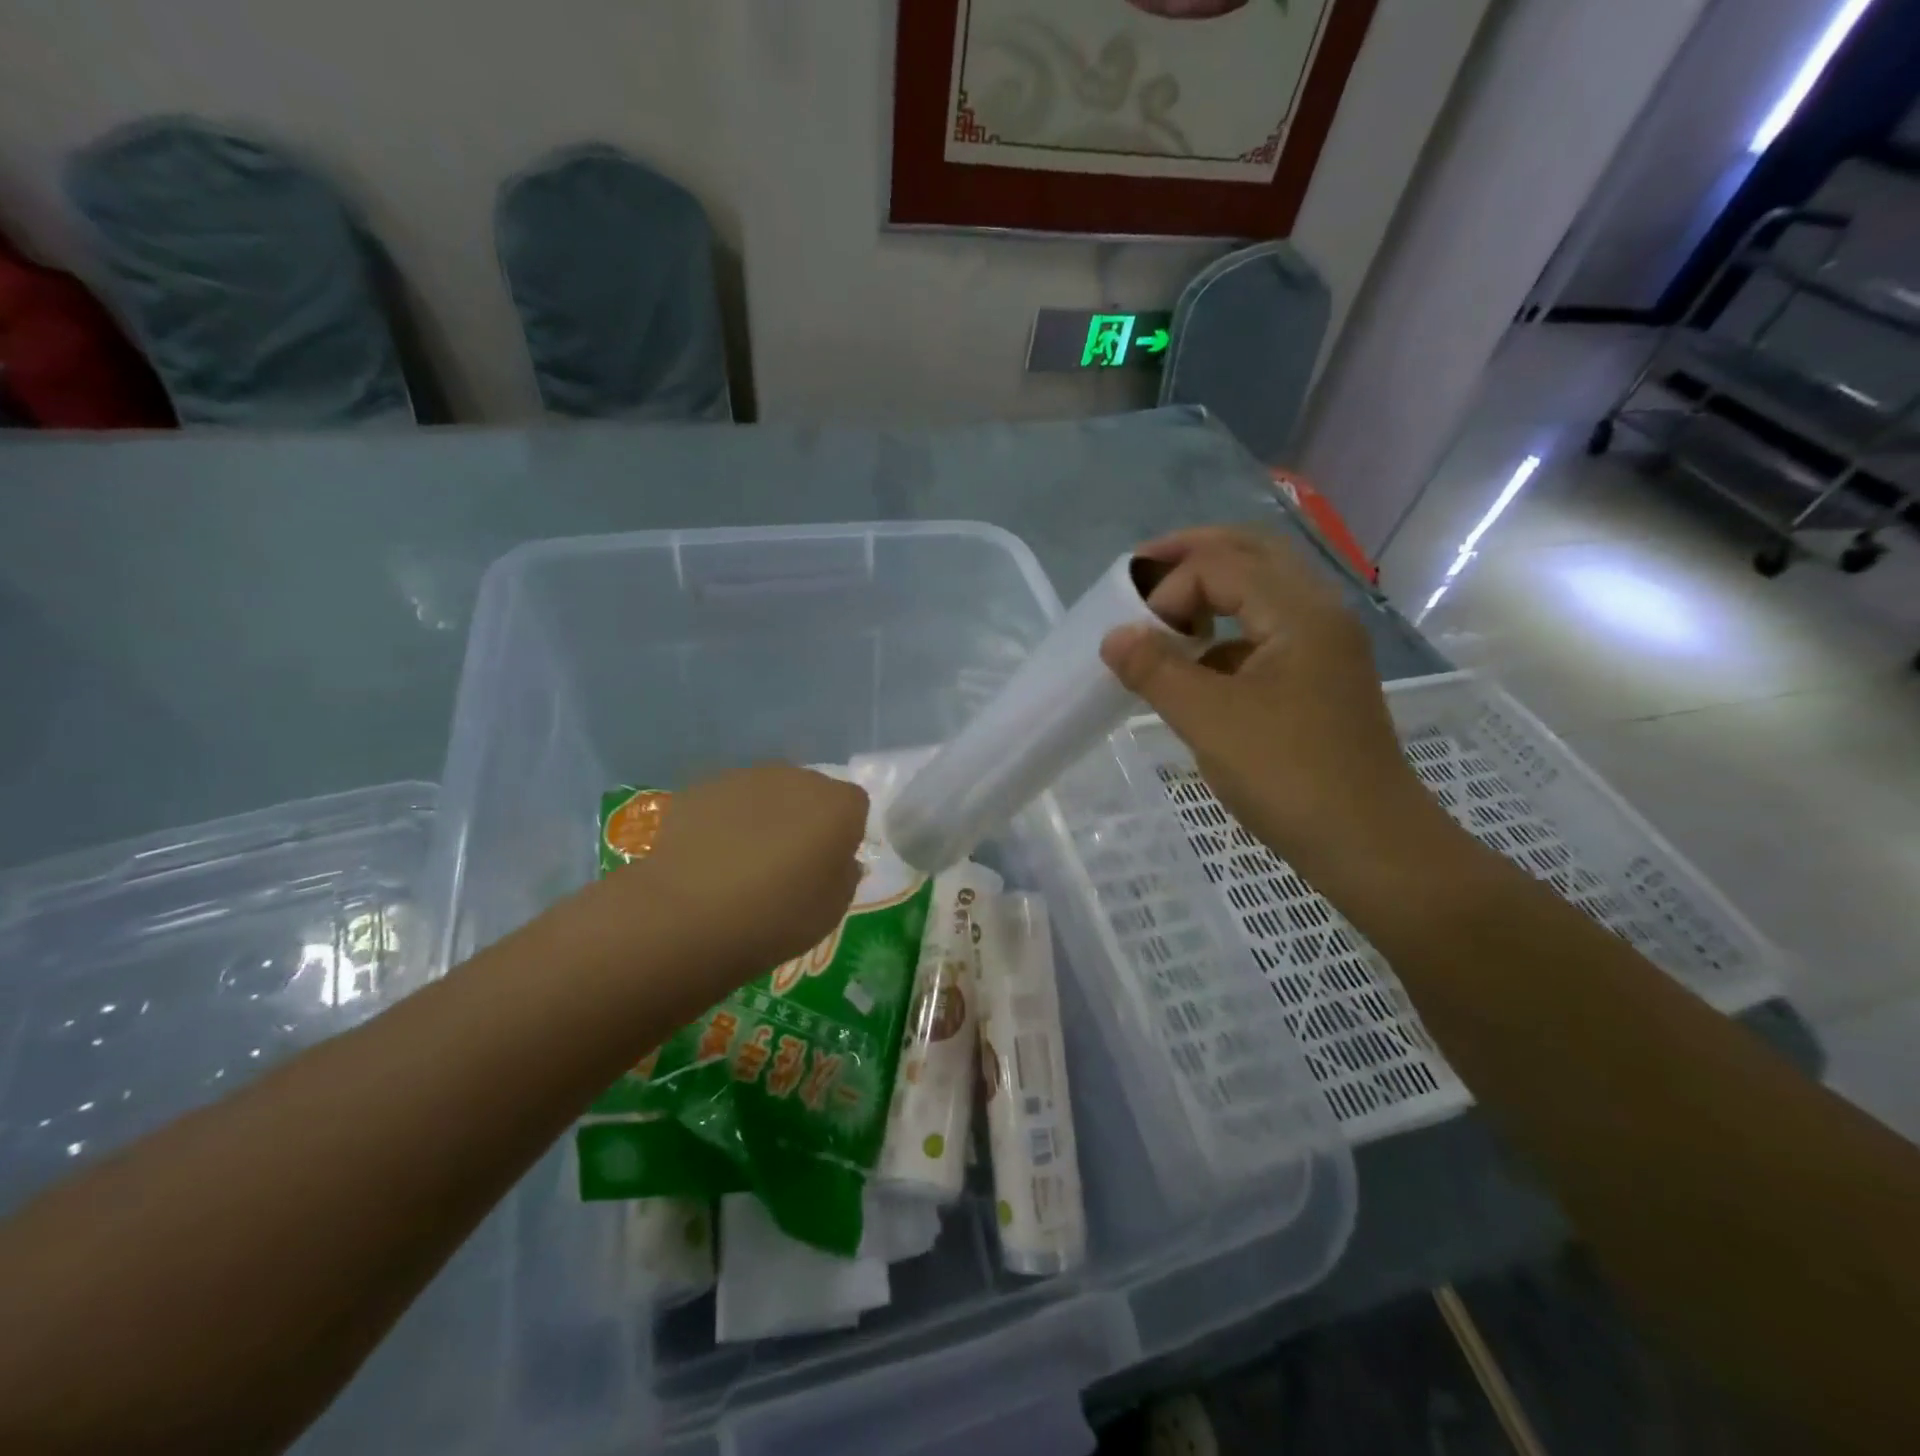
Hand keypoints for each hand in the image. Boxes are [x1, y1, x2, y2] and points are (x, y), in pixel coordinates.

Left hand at [594, 764, 868, 993]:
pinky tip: (710, 858)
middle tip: (788, 864)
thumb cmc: (776, 915)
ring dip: (765, 818)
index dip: (845, 834)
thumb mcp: (832, 909)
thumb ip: (845, 875)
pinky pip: (728, 802)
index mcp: (838, 805)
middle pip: (811, 793)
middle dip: (805, 819)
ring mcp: (746, 777)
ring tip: (743, 862)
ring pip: (768, 793)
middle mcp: (798, 778)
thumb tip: (841, 859)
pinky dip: (726, 822)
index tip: (828, 865)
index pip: (855, 807)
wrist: (687, 913)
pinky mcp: (703, 787)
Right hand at [1101, 526, 1444, 876]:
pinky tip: (1198, 665)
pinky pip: (1266, 633)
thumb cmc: (1289, 776)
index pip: (1221, 565)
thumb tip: (1114, 637)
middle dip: (1193, 555)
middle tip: (1141, 570)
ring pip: (1263, 592)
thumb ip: (1156, 670)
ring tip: (1166, 613)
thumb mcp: (1209, 720)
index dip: (1168, 591)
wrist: (1368, 844)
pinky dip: (1226, 633)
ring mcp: (1324, 647)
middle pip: (1253, 554)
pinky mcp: (1318, 680)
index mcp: (1300, 611)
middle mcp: (1319, 614)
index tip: (1139, 639)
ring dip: (1212, 590)